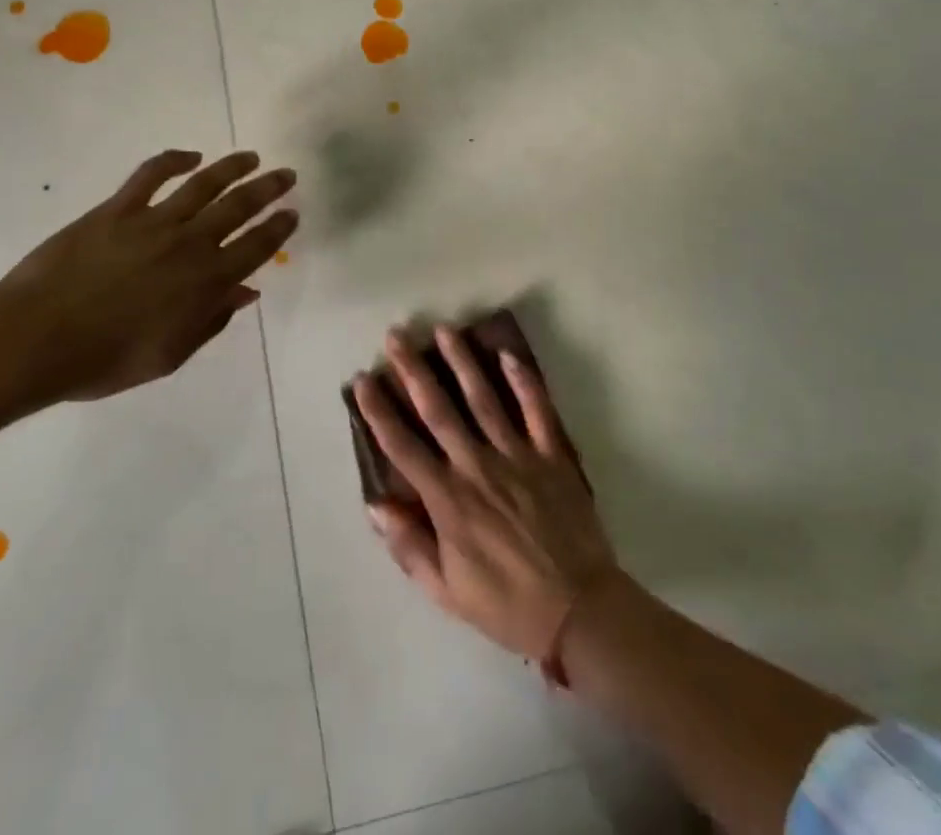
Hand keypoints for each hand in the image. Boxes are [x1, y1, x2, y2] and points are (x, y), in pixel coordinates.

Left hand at [0, 149, 295, 402]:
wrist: (37, 340)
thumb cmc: (106, 359)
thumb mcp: (170, 354)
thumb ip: (211, 320)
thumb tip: (245, 291)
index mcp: (206, 282)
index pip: (256, 247)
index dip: (278, 228)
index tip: (293, 213)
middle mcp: (190, 243)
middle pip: (240, 206)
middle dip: (268, 189)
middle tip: (286, 174)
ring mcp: (154, 221)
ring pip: (205, 183)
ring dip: (233, 167)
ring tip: (250, 157)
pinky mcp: (118, 208)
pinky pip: (152, 174)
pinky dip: (174, 160)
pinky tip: (190, 156)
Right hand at [352, 327, 615, 661]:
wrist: (577, 610)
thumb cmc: (506, 604)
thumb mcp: (446, 590)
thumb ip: (409, 546)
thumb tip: (375, 505)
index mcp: (448, 499)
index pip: (403, 446)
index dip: (379, 411)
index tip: (363, 380)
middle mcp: (477, 466)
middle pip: (439, 410)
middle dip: (414, 370)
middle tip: (397, 336)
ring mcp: (517, 455)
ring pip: (484, 398)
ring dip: (462, 362)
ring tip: (444, 330)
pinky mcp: (551, 454)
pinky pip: (536, 410)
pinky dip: (523, 381)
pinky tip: (508, 354)